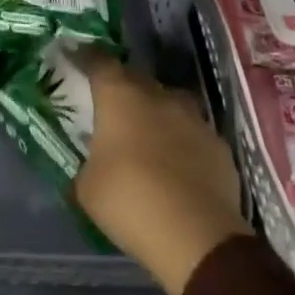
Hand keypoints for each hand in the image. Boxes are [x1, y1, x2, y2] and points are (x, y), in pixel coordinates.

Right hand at [73, 50, 249, 294]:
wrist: (198, 237)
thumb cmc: (130, 202)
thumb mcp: (87, 188)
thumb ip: (87, 163)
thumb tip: (91, 164)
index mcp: (119, 96)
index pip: (98, 60)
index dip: (85, 57)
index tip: (75, 57)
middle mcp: (156, 95)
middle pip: (135, 77)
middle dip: (122, 87)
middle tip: (110, 106)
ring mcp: (192, 118)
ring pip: (169, 102)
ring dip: (156, 112)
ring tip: (147, 135)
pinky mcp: (219, 145)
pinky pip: (193, 133)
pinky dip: (182, 141)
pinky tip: (178, 165)